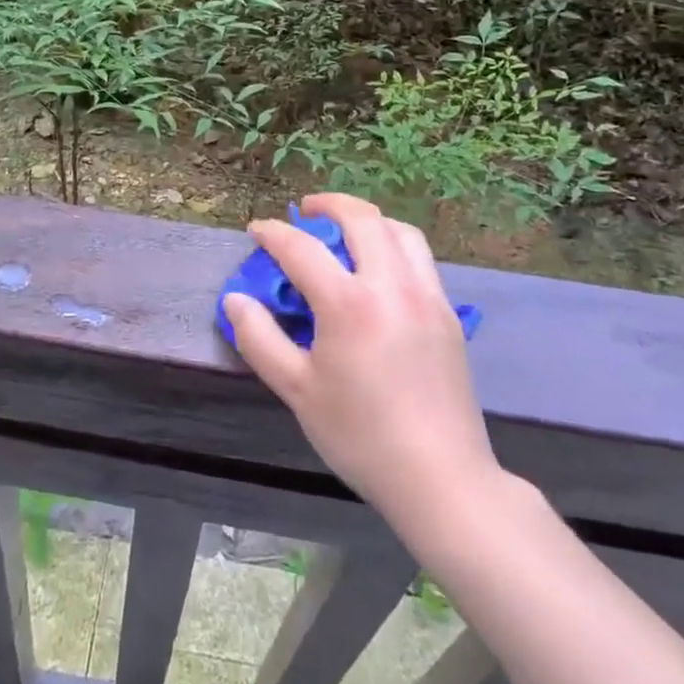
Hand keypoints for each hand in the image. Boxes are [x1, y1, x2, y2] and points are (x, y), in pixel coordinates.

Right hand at [225, 194, 504, 539]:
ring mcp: (427, 296)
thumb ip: (260, 338)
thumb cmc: (360, 436)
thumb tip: (234, 299)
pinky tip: (379, 270)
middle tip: (305, 211)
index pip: (301, 248)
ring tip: (346, 232)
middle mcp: (391, 285)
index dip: (273, 233)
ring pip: (399, 230)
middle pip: (361, 218)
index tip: (257, 230)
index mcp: (349, 303)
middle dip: (329, 205)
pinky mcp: (448, 313)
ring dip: (368, 219)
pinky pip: (420, 258)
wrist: (441, 479)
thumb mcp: (297, 390)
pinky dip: (394, 244)